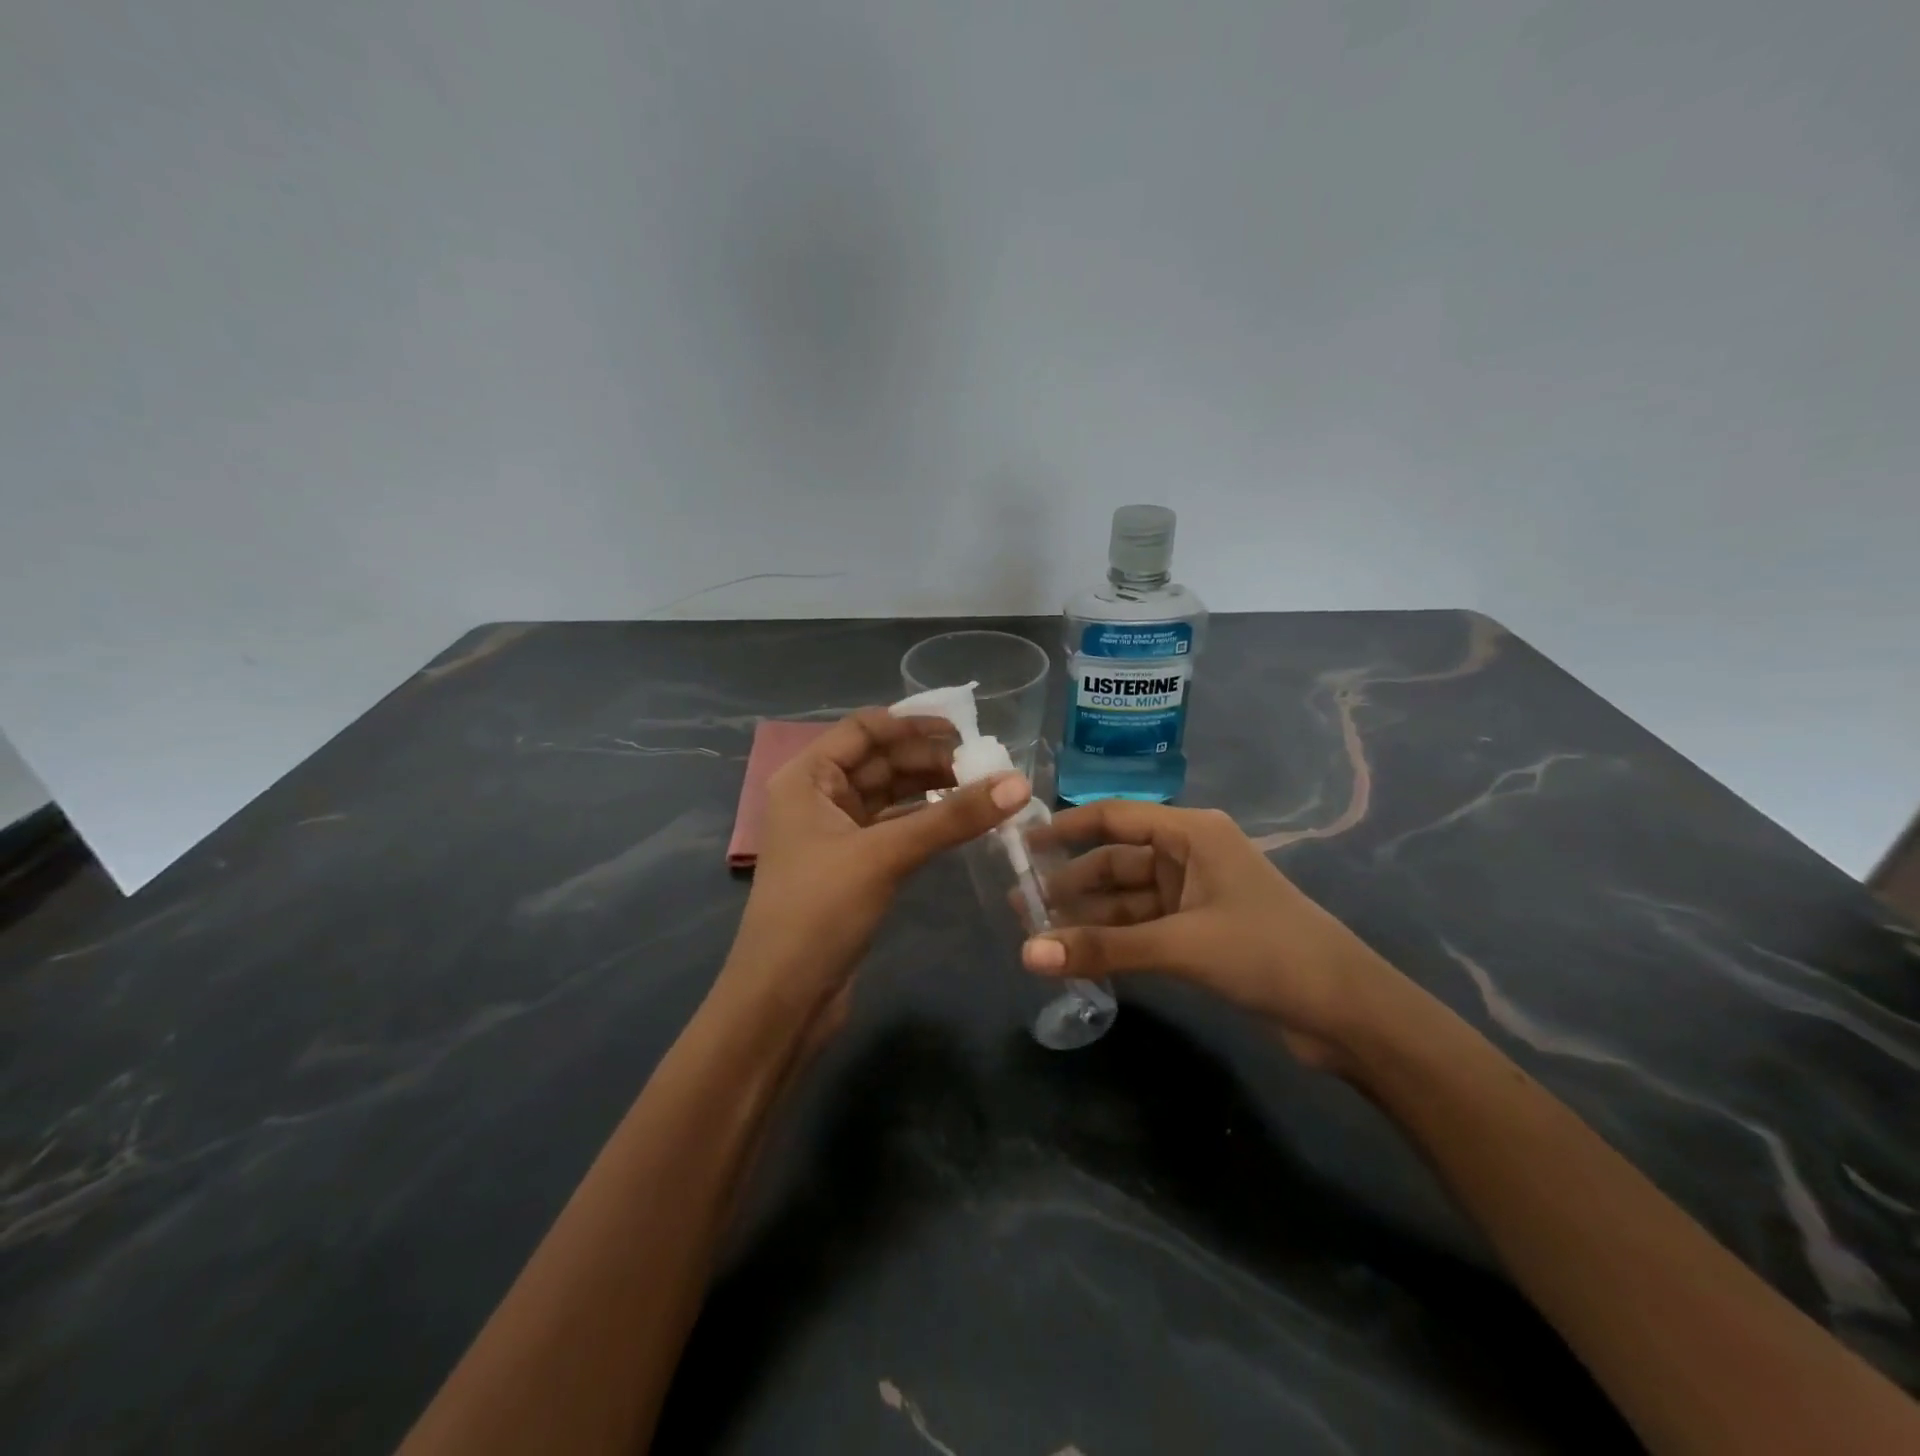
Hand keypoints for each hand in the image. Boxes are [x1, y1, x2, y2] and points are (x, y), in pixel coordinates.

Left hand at [722, 708, 1030, 1031]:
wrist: (783, 1000)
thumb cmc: (818, 911)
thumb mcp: (885, 855)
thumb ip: (951, 818)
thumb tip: (1019, 784)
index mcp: (807, 778)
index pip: (863, 729)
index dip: (912, 724)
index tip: (966, 731)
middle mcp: (818, 797)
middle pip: (880, 761)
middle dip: (930, 760)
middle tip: (988, 767)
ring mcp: (836, 834)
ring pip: (890, 796)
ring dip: (932, 791)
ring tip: (985, 790)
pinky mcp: (854, 867)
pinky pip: (894, 828)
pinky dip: (926, 822)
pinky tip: (962, 822)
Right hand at [1021, 802, 1405, 1068]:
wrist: (1346, 1013)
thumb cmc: (1267, 951)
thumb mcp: (1180, 945)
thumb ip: (1102, 948)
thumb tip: (1026, 955)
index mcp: (1191, 833)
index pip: (1114, 817)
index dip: (1065, 828)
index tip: (1020, 847)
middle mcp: (1188, 855)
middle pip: (1115, 862)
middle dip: (1070, 885)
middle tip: (1019, 908)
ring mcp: (1193, 896)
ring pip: (1125, 900)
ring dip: (1086, 917)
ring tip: (1036, 936)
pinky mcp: (1197, 933)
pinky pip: (1141, 928)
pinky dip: (1111, 941)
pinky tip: (1076, 955)